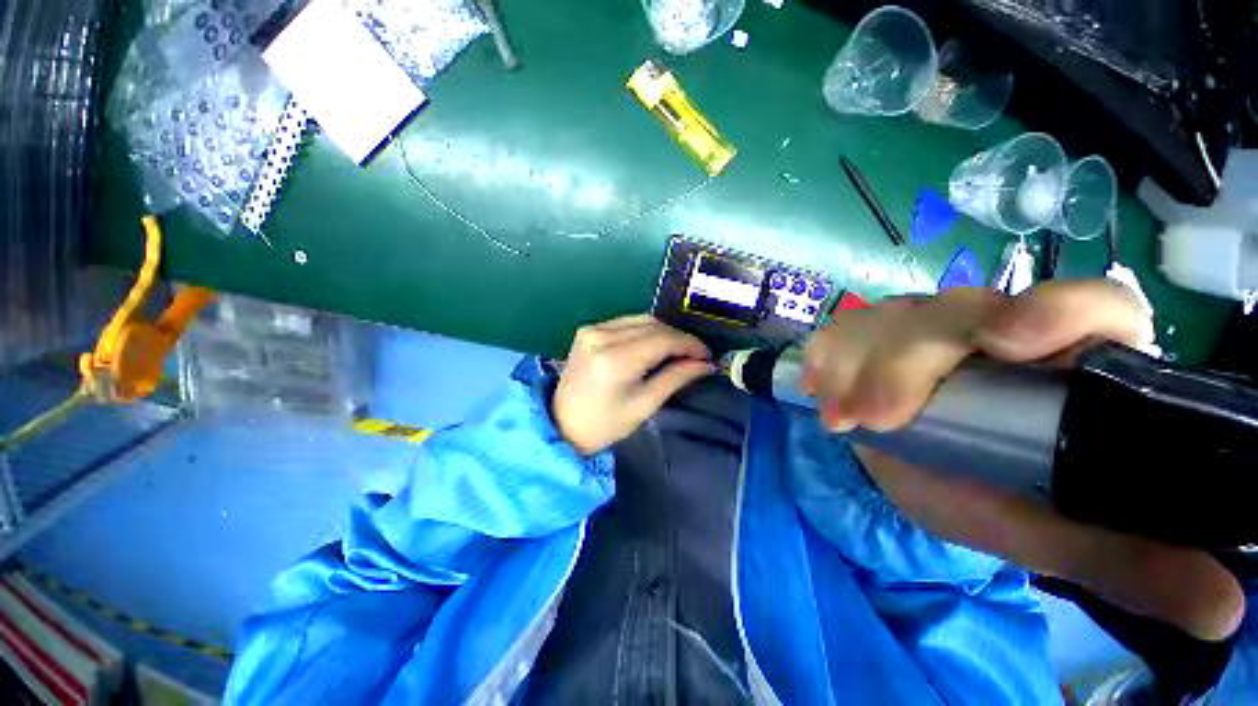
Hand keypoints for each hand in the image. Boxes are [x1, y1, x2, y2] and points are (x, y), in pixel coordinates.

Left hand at [553, 315, 713, 455]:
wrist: (561, 425)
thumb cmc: (605, 425)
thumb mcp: (644, 405)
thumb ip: (676, 378)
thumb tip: (705, 364)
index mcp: (615, 360)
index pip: (663, 339)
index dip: (690, 344)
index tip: (706, 356)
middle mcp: (601, 337)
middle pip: (653, 325)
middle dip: (678, 338)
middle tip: (694, 356)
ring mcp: (592, 330)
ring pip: (641, 319)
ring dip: (663, 332)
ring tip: (677, 351)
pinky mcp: (587, 330)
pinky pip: (625, 322)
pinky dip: (644, 330)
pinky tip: (653, 345)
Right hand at [803, 281, 1244, 640]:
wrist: (902, 469)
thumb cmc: (978, 494)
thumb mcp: (1047, 532)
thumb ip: (1125, 559)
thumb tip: (1222, 611)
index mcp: (1064, 363)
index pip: (1088, 304)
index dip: (1055, 310)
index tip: (1006, 343)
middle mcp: (992, 328)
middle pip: (957, 313)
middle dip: (909, 363)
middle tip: (879, 420)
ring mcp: (922, 324)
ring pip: (889, 320)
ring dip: (857, 367)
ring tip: (843, 419)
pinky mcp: (868, 333)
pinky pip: (841, 331)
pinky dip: (826, 359)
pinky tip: (822, 391)